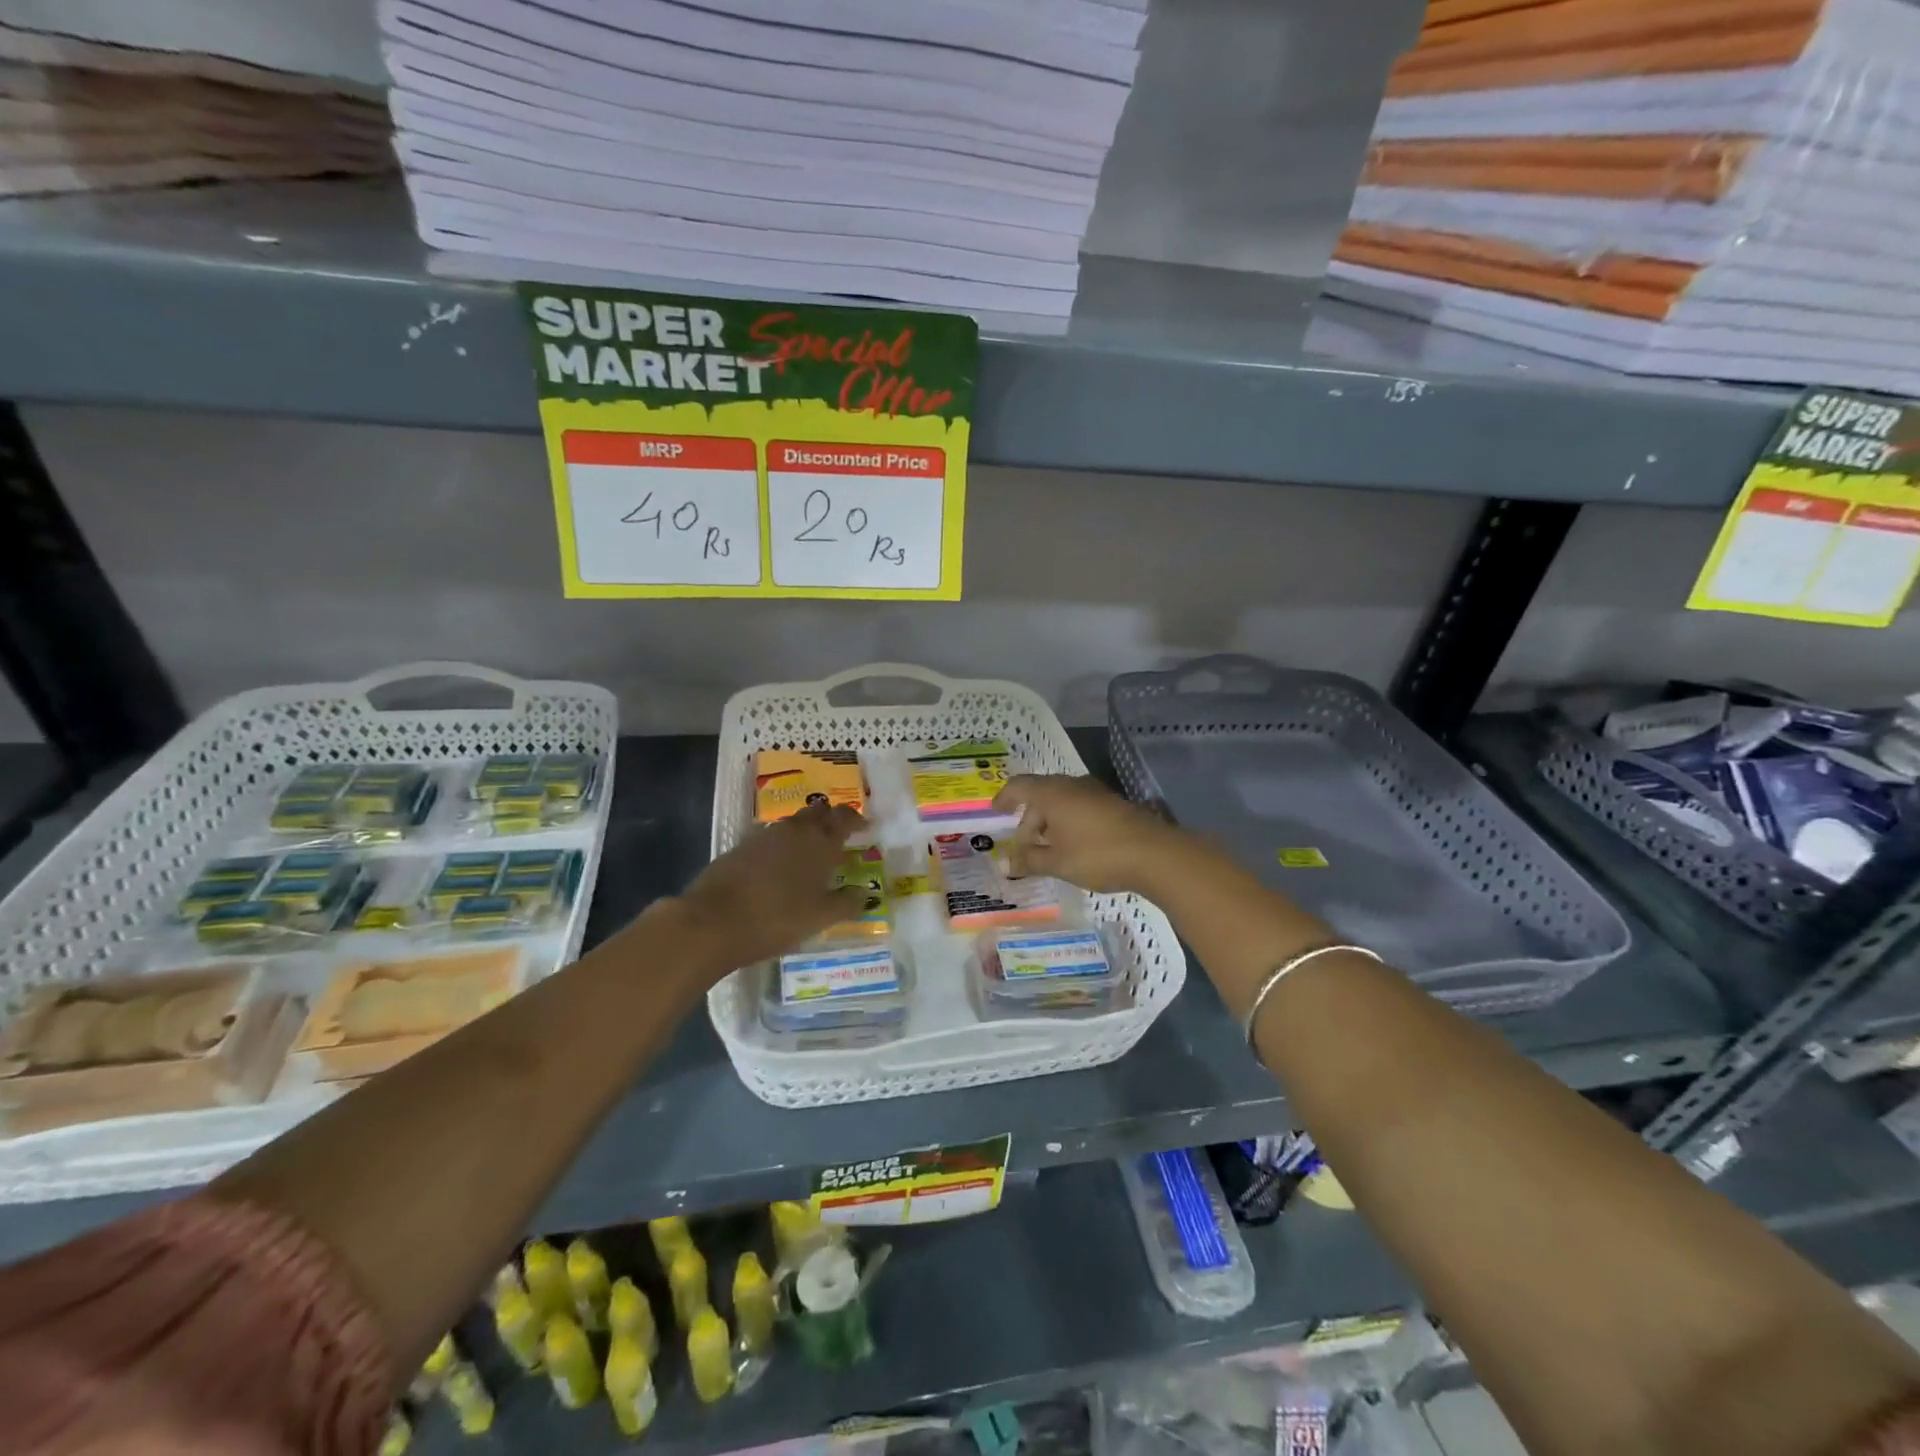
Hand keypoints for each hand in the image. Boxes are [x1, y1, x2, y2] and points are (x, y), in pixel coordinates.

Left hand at [677, 803, 867, 968]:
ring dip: (806, 831)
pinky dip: (782, 845)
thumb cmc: (777, 917)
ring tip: (812, 851)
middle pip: (818, 813)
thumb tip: (864, 894)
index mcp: (819, 842)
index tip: (865, 826)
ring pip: (793, 824)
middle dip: (831, 818)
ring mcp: (764, 836)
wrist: (713, 921)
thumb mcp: (820, 918)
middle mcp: (794, 831)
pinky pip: (771, 838)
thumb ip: (846, 904)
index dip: (856, 820)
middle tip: (840, 833)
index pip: (844, 818)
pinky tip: (780, 866)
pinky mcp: (741, 848)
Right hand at [992, 775, 1183, 893]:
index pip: (1019, 786)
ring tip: (1048, 850)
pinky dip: (1069, 823)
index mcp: (1053, 793)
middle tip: (1024, 847)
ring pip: (1063, 801)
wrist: (1154, 854)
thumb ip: (1029, 861)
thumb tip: (1006, 863)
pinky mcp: (1114, 804)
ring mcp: (1096, 793)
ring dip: (1050, 822)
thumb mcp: (1057, 862)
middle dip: (1029, 820)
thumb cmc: (1097, 854)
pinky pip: (1080, 807)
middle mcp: (1072, 785)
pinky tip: (1074, 847)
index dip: (1005, 798)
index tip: (996, 812)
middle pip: (1041, 795)